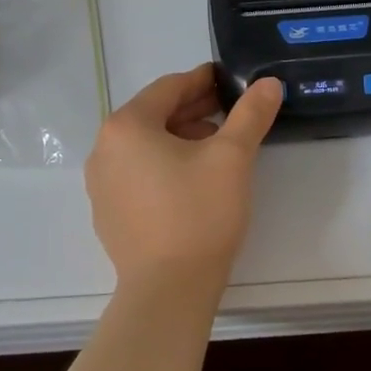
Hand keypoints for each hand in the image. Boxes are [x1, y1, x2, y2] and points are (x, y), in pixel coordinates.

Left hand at [84, 65, 283, 307]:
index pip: (169, 88)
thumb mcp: (232, 157)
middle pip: (154, 115)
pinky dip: (164, 165)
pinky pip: (138, 173)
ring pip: (146, 145)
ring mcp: (101, 184)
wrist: (168, 290)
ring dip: (181, 137)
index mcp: (127, 126)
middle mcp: (104, 149)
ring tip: (218, 146)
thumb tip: (269, 83)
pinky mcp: (108, 213)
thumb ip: (251, 114)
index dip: (203, 80)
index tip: (229, 80)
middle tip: (231, 111)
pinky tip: (193, 180)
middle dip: (194, 110)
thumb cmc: (198, 214)